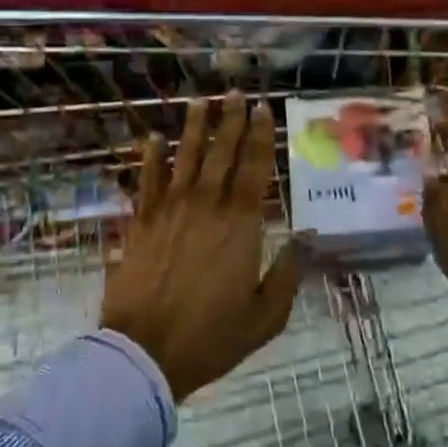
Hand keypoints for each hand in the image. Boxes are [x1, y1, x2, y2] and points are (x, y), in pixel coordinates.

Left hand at [102, 92, 299, 401]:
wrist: (145, 353)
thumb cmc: (212, 337)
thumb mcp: (266, 316)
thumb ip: (288, 273)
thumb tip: (306, 237)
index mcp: (241, 224)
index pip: (254, 168)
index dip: (260, 135)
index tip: (263, 109)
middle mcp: (207, 206)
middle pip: (221, 152)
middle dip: (230, 120)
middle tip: (234, 93)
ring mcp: (170, 210)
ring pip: (185, 157)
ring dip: (194, 127)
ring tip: (200, 101)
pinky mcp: (140, 222)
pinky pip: (147, 181)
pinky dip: (150, 158)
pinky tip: (153, 139)